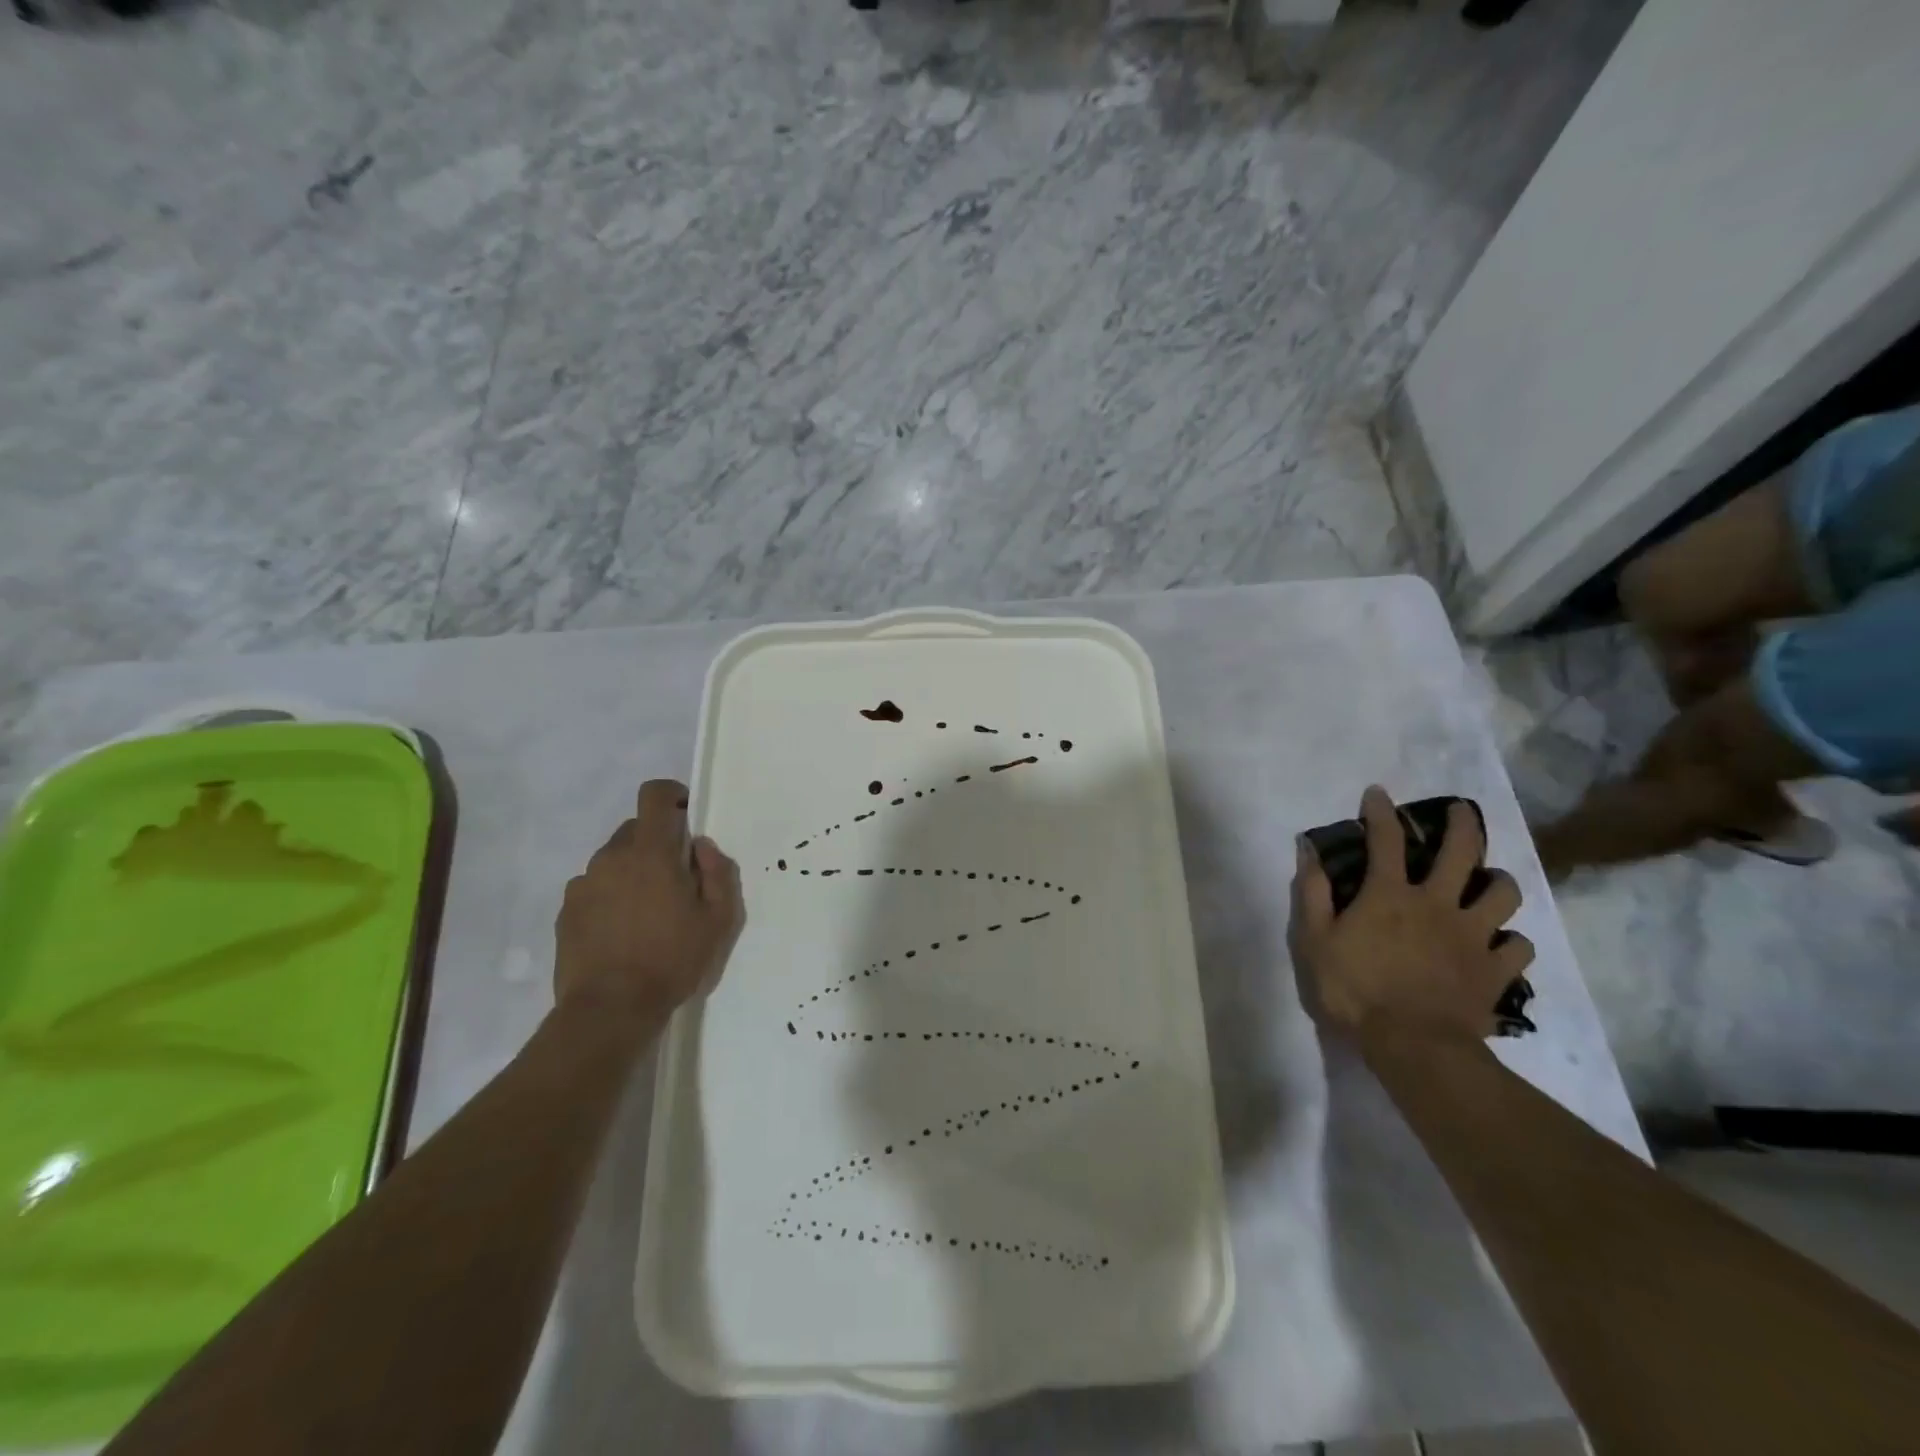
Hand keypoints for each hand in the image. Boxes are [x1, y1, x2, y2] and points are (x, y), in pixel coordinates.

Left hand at [554, 780, 743, 1026]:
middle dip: (657, 843)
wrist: (610, 1008)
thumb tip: (701, 847)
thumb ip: (718, 872)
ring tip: (647, 913)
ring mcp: (584, 883)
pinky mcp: (566, 909)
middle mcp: (612, 857)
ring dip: (633, 871)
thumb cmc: (672, 959)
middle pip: (635, 828)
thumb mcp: (718, 919)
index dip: (671, 796)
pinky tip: (622, 931)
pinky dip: (610, 896)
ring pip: (614, 859)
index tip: (685, 817)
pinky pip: (594, 887)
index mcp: (651, 852)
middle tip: (675, 881)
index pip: (654, 795)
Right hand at [1290, 786, 1532, 1044]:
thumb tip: (1309, 850)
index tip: (1378, 793)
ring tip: (1488, 883)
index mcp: (1390, 895)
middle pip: (1462, 852)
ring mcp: (1474, 936)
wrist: (1413, 1046)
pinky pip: (1519, 946)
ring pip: (1504, 893)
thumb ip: (1313, 892)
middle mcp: (1438, 904)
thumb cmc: (1354, 990)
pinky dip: (1511, 941)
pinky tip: (1500, 944)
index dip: (1381, 812)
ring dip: (1497, 882)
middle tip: (1461, 811)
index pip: (1386, 839)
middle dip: (1463, 824)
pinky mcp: (1496, 970)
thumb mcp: (1315, 940)